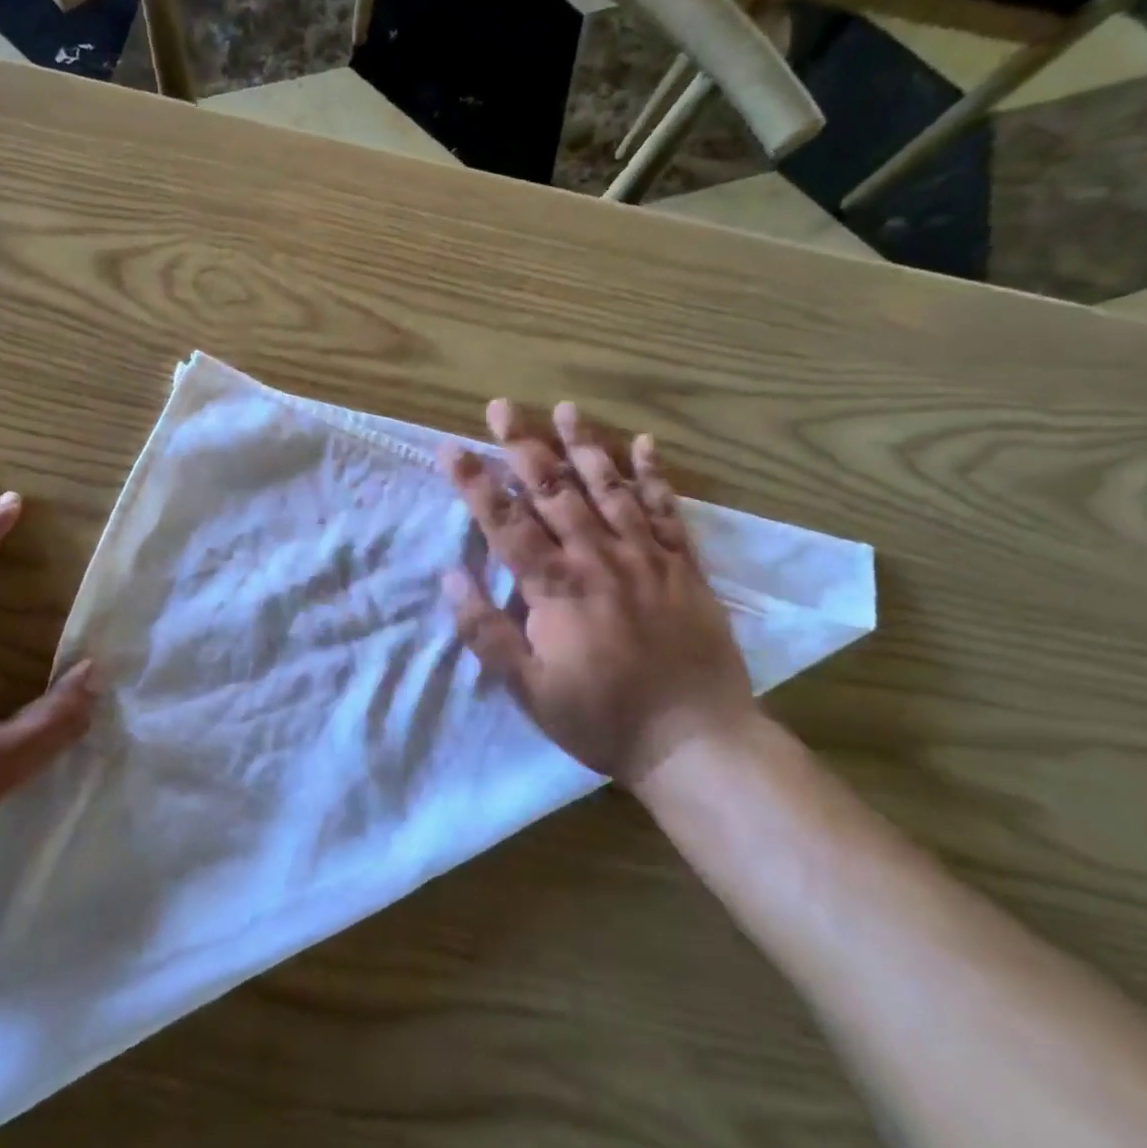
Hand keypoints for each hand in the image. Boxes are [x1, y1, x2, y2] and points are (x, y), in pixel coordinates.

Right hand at [440, 401, 755, 791]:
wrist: (696, 741)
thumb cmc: (602, 718)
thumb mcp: (528, 689)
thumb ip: (486, 632)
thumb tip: (450, 575)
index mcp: (556, 587)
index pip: (505, 522)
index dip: (474, 481)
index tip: (450, 446)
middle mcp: (598, 557)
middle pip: (554, 491)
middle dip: (523, 445)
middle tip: (502, 406)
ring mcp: (645, 557)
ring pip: (608, 488)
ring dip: (583, 446)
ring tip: (565, 408)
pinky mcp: (684, 566)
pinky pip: (667, 510)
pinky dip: (654, 475)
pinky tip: (643, 444)